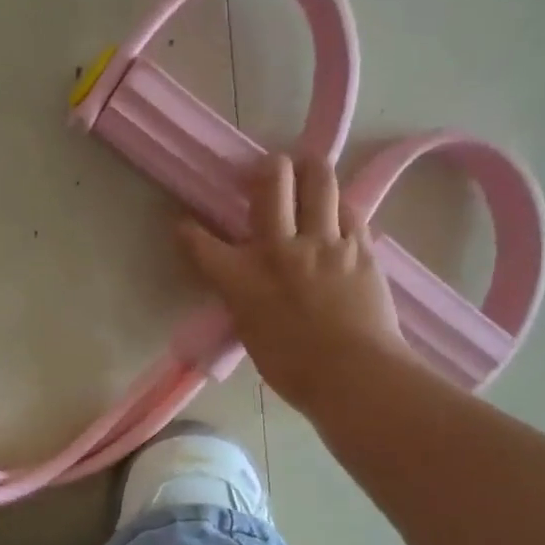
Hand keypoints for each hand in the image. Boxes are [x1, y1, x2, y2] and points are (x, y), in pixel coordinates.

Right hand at [179, 153, 408, 414]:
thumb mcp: (251, 333)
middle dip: (266, 169)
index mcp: (242, 279)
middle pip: (271, 181)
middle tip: (268, 171)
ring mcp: (324, 243)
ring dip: (310, 169)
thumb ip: (245, 299)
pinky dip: (340, 206)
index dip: (188, 231)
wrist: (354, 375)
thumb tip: (247, 284)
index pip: (202, 244)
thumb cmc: (294, 370)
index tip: (184, 225)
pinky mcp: (360, 247)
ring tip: (307, 170)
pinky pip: (350, 209)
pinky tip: (337, 212)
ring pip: (319, 180)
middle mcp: (279, 249)